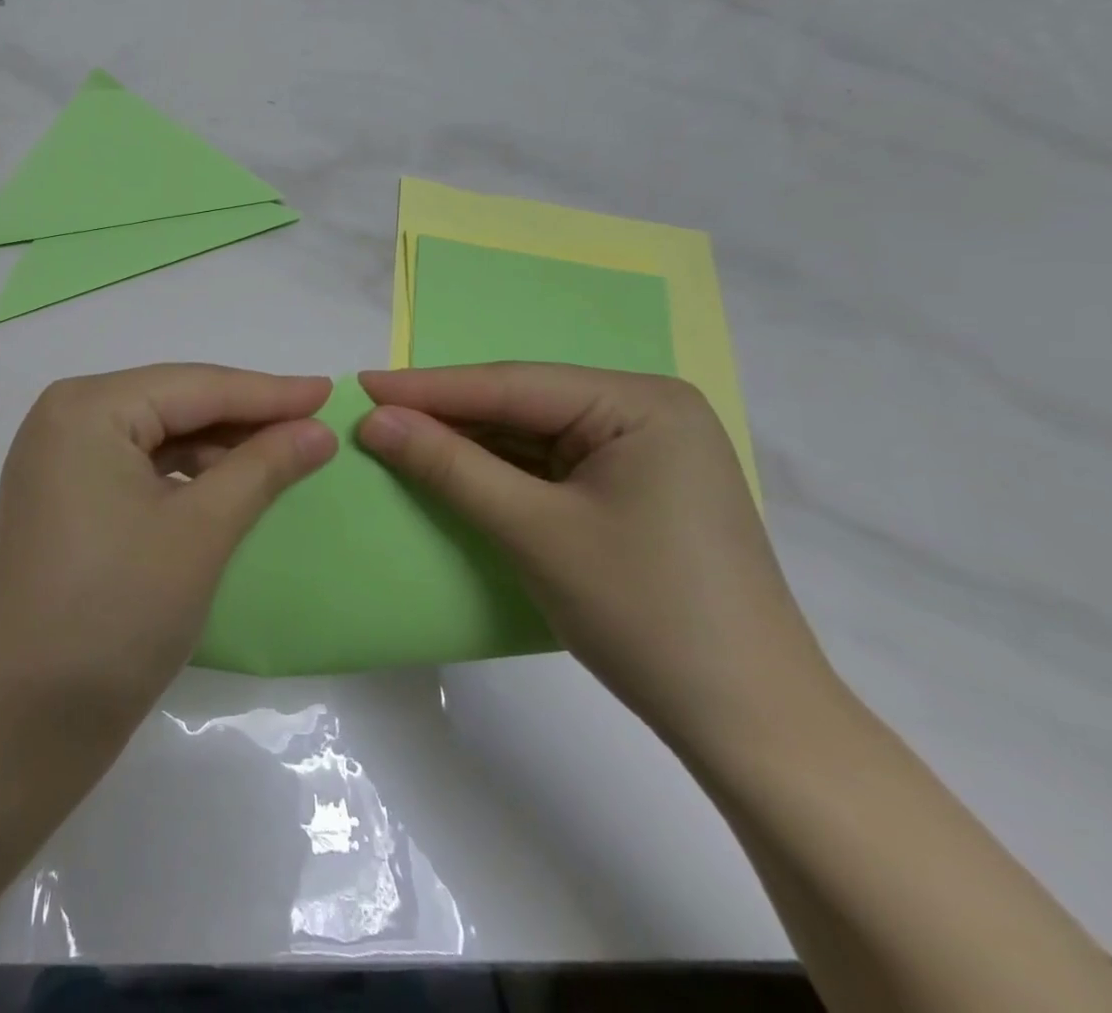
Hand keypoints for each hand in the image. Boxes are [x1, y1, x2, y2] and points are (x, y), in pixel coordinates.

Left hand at [0, 366, 336, 745]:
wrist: (16, 727)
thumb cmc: (114, 616)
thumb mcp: (200, 532)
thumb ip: (262, 468)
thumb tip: (318, 429)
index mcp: (87, 408)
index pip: (195, 385)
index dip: (269, 392)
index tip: (331, 392)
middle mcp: (65, 420)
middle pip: (174, 405)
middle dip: (245, 418)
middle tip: (315, 427)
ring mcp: (58, 463)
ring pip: (157, 438)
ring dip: (218, 449)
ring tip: (283, 460)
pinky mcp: (63, 503)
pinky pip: (137, 470)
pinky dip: (186, 477)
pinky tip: (228, 490)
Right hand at [357, 365, 838, 760]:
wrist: (751, 726)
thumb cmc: (646, 614)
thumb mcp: (534, 531)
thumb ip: (450, 466)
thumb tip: (374, 420)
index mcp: (640, 402)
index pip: (512, 385)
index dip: (429, 387)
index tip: (360, 384)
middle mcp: (645, 412)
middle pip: (522, 405)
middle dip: (446, 414)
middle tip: (370, 413)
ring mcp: (642, 451)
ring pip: (531, 435)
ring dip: (466, 442)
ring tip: (395, 437)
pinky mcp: (632, 489)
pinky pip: (548, 465)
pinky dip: (497, 471)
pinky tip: (450, 469)